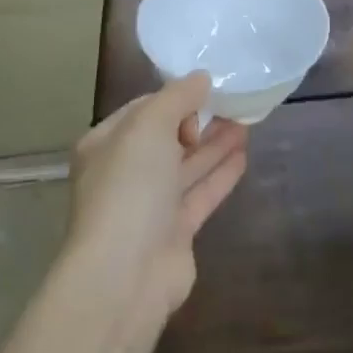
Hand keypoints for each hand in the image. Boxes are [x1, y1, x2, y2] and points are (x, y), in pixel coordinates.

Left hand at [64, 72, 248, 325]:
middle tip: (235, 103)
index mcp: (105, 145)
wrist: (125, 275)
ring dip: (215, 144)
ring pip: (187, 166)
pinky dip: (220, 174)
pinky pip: (200, 194)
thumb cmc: (129, 188)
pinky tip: (243, 155)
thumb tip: (201, 77)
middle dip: (200, 120)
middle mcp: (124, 173)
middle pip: (167, 138)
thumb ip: (177, 97)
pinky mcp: (174, 232)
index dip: (174, 98)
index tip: (206, 90)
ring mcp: (149, 206)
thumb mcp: (149, 126)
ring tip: (247, 122)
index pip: (143, 111)